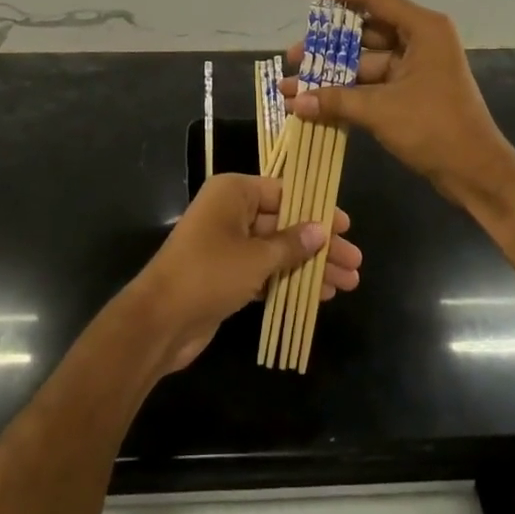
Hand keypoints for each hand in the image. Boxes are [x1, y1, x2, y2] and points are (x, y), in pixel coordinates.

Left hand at [126, 173, 361, 374]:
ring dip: (310, 266)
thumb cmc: (209, 273)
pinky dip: (290, 281)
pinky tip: (320, 296)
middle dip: (319, 244)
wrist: (160, 321)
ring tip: (347, 284)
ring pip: (278, 250)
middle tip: (355, 262)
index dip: (317, 209)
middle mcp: (231, 212)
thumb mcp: (256, 257)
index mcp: (234, 192)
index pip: (284, 192)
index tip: (347, 226)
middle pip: (285, 223)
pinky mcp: (227, 276)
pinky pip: (266, 271)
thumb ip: (292, 244)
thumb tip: (322, 230)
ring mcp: (228, 245)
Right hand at [283, 0, 514, 212]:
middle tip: (292, 56)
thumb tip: (293, 101)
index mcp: (422, 28)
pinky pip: (371, 82)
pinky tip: (315, 102)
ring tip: (293, 86)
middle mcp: (420, 39)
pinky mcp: (411, 90)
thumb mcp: (381, 110)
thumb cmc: (435, 129)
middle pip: (364, 31)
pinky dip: (346, 91)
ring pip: (364, 60)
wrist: (477, 173)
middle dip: (326, 45)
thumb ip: (335, 100)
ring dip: (331, 74)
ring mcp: (416, 65)